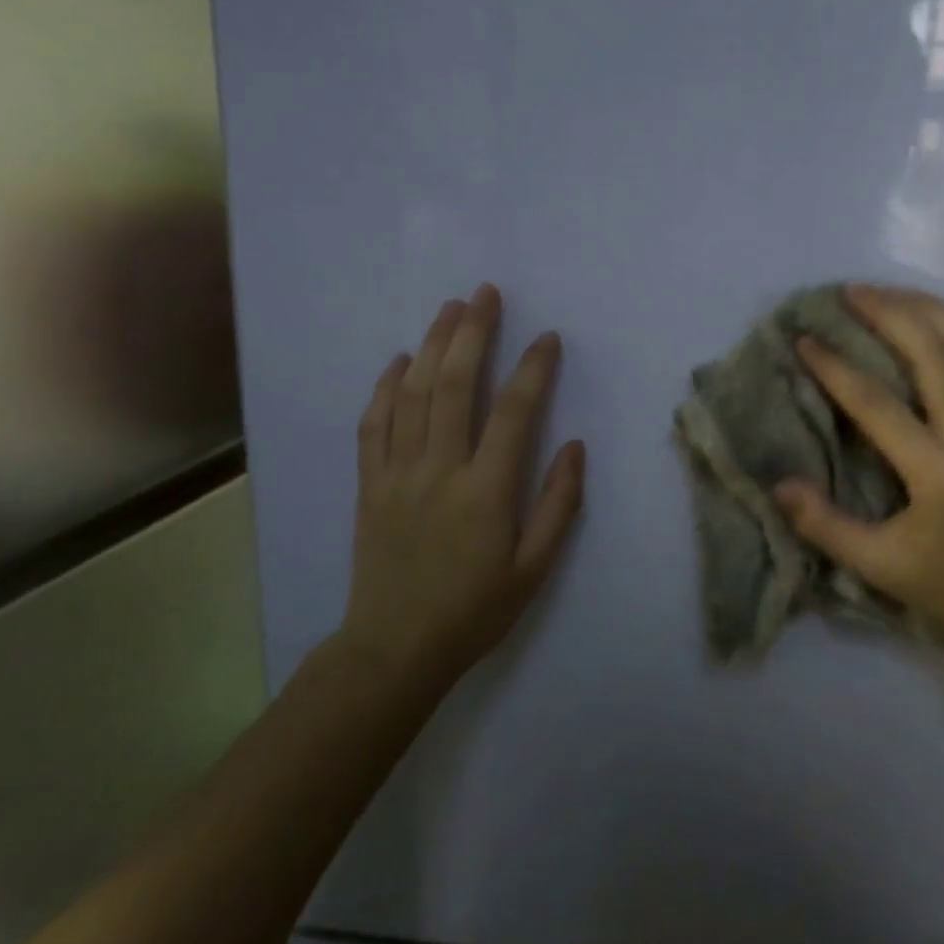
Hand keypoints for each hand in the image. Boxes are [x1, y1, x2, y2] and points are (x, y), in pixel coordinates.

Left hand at [342, 284, 584, 690]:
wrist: (393, 649)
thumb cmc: (474, 610)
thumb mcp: (534, 569)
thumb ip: (558, 505)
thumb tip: (573, 445)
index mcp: (486, 492)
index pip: (514, 413)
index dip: (534, 369)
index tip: (548, 339)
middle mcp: (439, 470)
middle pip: (455, 385)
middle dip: (473, 334)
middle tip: (486, 294)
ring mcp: (397, 474)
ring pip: (413, 394)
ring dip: (432, 346)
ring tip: (450, 309)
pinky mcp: (369, 484)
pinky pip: (374, 424)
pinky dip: (386, 387)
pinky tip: (399, 361)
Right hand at [774, 286, 943, 660]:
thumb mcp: (880, 568)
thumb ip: (826, 526)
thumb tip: (779, 484)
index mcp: (940, 474)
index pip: (878, 405)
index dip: (836, 368)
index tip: (806, 340)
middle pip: (936, 354)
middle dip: (891, 314)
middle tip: (853, 292)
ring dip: (938, 309)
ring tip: (899, 293)